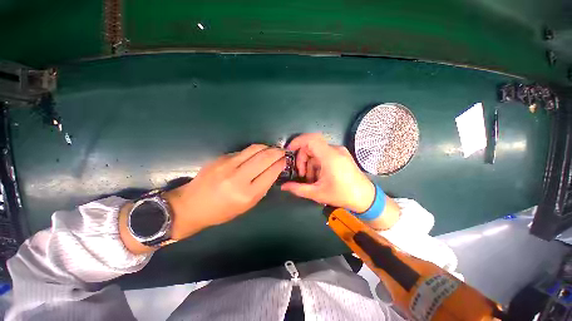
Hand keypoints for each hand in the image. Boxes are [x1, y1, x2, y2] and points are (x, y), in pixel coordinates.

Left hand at [164, 145, 285, 240]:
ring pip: (255, 149)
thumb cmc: (222, 211)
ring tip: (272, 150)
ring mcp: (228, 165)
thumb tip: (273, 171)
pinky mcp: (221, 158)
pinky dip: (254, 150)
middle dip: (277, 152)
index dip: (281, 164)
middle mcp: (238, 177)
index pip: (271, 172)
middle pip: (265, 157)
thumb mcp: (247, 206)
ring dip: (267, 147)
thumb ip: (262, 188)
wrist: (191, 205)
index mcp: (247, 194)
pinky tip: (256, 154)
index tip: (285, 160)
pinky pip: (243, 151)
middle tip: (282, 152)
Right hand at [281, 133, 374, 212]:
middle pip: (312, 146)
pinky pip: (324, 155)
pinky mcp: (341, 156)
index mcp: (330, 157)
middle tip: (301, 174)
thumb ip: (298, 189)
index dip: (297, 142)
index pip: (311, 139)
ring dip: (310, 164)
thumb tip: (283, 186)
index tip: (289, 151)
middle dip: (302, 159)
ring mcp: (339, 152)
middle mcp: (335, 150)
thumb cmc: (342, 195)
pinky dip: (317, 164)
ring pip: (317, 152)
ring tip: (311, 179)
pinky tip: (318, 177)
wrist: (366, 198)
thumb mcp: (318, 193)